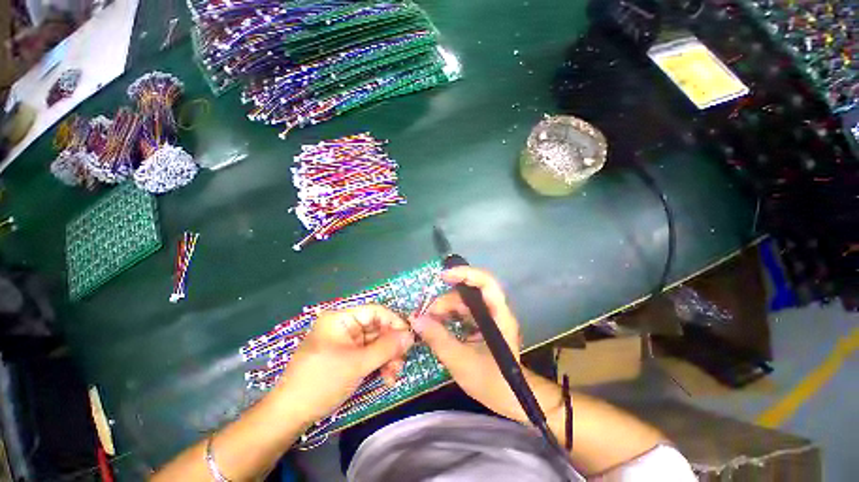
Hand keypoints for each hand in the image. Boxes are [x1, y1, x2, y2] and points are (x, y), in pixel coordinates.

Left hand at [272, 305, 414, 424]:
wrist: (289, 416)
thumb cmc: (321, 382)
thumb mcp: (357, 364)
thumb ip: (387, 347)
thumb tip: (411, 335)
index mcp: (341, 318)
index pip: (375, 311)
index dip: (394, 322)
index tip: (409, 338)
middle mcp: (344, 326)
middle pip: (377, 328)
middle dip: (391, 347)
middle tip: (401, 364)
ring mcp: (346, 342)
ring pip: (376, 343)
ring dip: (387, 358)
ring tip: (393, 377)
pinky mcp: (346, 357)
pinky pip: (369, 355)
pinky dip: (379, 365)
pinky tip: (385, 378)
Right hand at [411, 267, 526, 420]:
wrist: (511, 400)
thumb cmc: (491, 382)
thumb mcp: (460, 361)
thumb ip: (437, 339)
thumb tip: (416, 320)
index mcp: (498, 316)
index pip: (486, 283)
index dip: (466, 274)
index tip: (443, 277)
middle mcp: (494, 312)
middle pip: (469, 294)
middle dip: (446, 300)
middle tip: (425, 315)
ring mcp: (488, 319)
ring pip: (463, 303)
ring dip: (444, 309)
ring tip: (427, 323)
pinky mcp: (482, 326)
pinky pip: (462, 314)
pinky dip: (448, 317)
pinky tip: (436, 326)